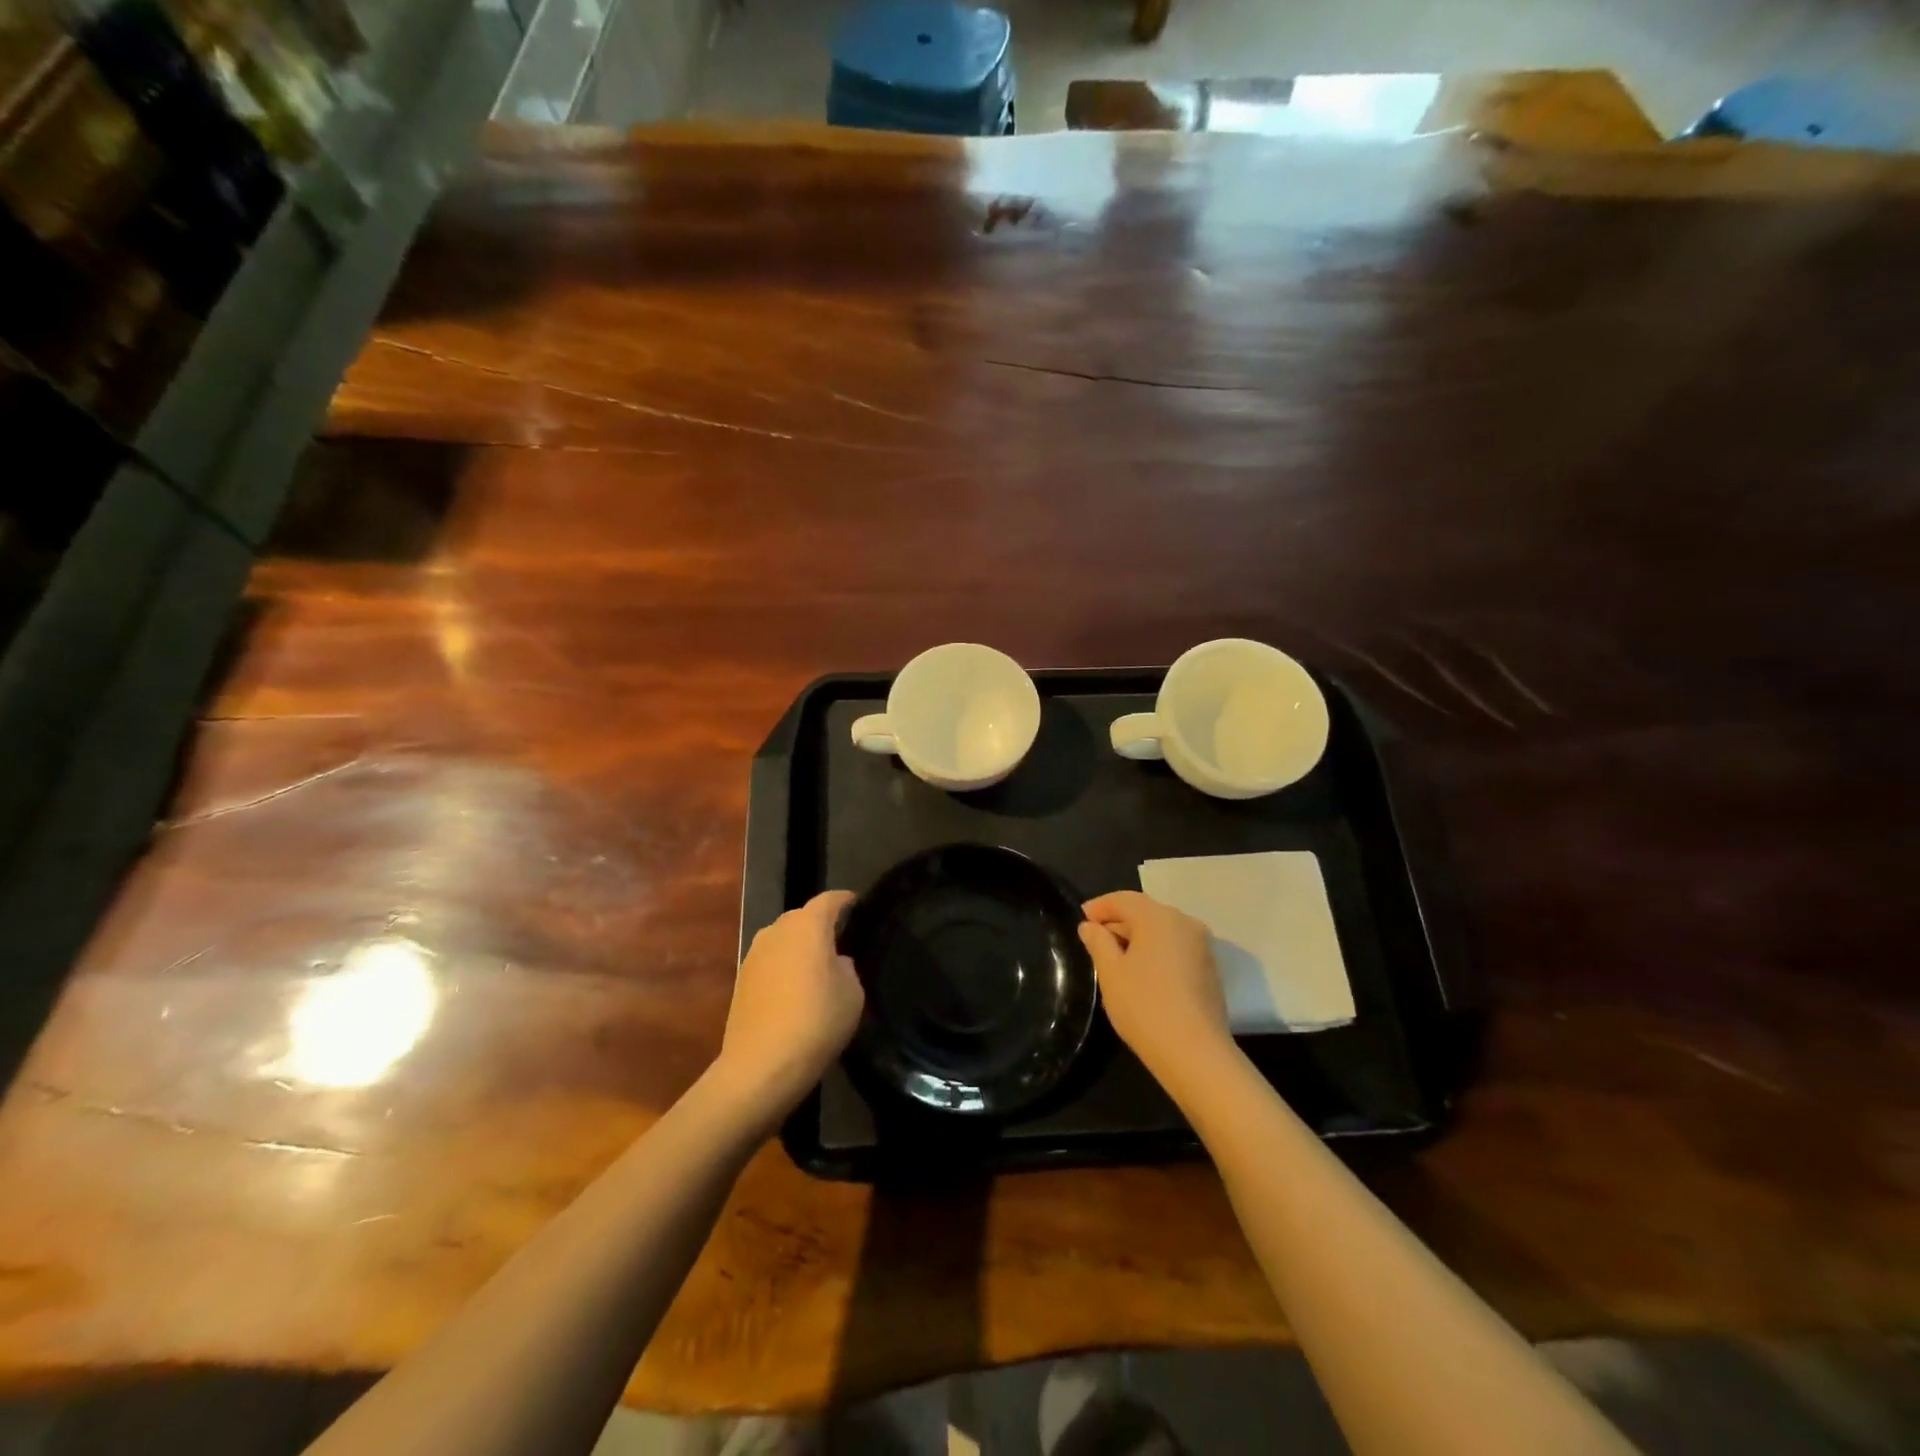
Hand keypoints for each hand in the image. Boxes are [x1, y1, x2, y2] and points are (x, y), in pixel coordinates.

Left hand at [716, 891, 863, 1119]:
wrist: (760, 1066)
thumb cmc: (816, 1022)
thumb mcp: (852, 993)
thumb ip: (846, 967)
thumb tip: (833, 962)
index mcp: (808, 925)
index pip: (830, 900)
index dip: (845, 900)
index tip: (858, 904)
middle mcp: (777, 930)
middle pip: (803, 917)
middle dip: (820, 925)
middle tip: (841, 942)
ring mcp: (754, 954)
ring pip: (783, 940)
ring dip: (799, 948)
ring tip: (817, 969)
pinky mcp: (740, 979)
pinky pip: (770, 962)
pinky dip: (784, 968)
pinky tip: (795, 991)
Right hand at [1079, 891, 1231, 1087]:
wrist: (1195, 1053)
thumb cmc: (1144, 1006)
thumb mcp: (1110, 972)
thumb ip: (1098, 942)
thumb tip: (1090, 926)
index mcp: (1158, 917)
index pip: (1123, 899)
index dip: (1099, 907)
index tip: (1081, 920)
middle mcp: (1185, 923)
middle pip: (1145, 912)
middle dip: (1118, 922)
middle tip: (1094, 940)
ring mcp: (1202, 946)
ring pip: (1162, 930)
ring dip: (1138, 938)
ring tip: (1116, 959)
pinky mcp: (1210, 969)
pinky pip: (1176, 948)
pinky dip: (1156, 952)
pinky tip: (1142, 974)